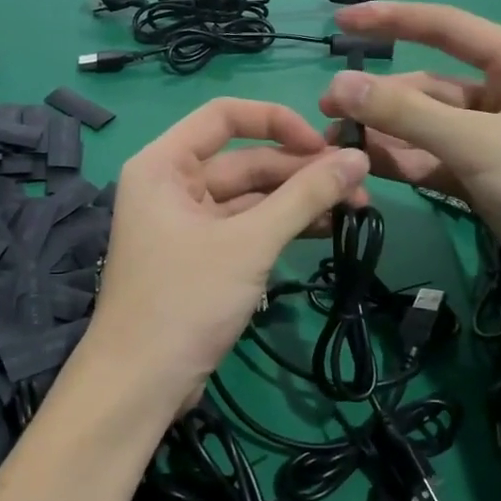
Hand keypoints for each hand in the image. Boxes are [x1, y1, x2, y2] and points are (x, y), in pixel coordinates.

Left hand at [89, 99, 369, 419]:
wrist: (141, 384)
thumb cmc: (186, 299)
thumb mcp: (250, 242)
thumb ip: (305, 197)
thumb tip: (358, 158)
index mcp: (164, 164)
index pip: (224, 116)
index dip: (277, 121)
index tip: (323, 144)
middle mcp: (171, 184)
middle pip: (244, 159)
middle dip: (300, 171)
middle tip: (360, 185)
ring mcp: (186, 222)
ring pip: (251, 196)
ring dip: (298, 200)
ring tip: (355, 208)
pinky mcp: (201, 256)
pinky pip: (247, 226)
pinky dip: (282, 226)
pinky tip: (326, 230)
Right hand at [320, 2, 500, 311]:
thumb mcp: (479, 142)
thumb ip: (406, 114)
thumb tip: (338, 85)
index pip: (447, 29)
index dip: (393, 20)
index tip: (343, 22)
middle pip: (429, 87)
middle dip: (380, 98)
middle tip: (329, 112)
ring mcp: (493, 141)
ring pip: (426, 128)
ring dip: (384, 133)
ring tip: (337, 143)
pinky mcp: (483, 180)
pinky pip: (432, 161)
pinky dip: (401, 163)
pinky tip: (366, 166)